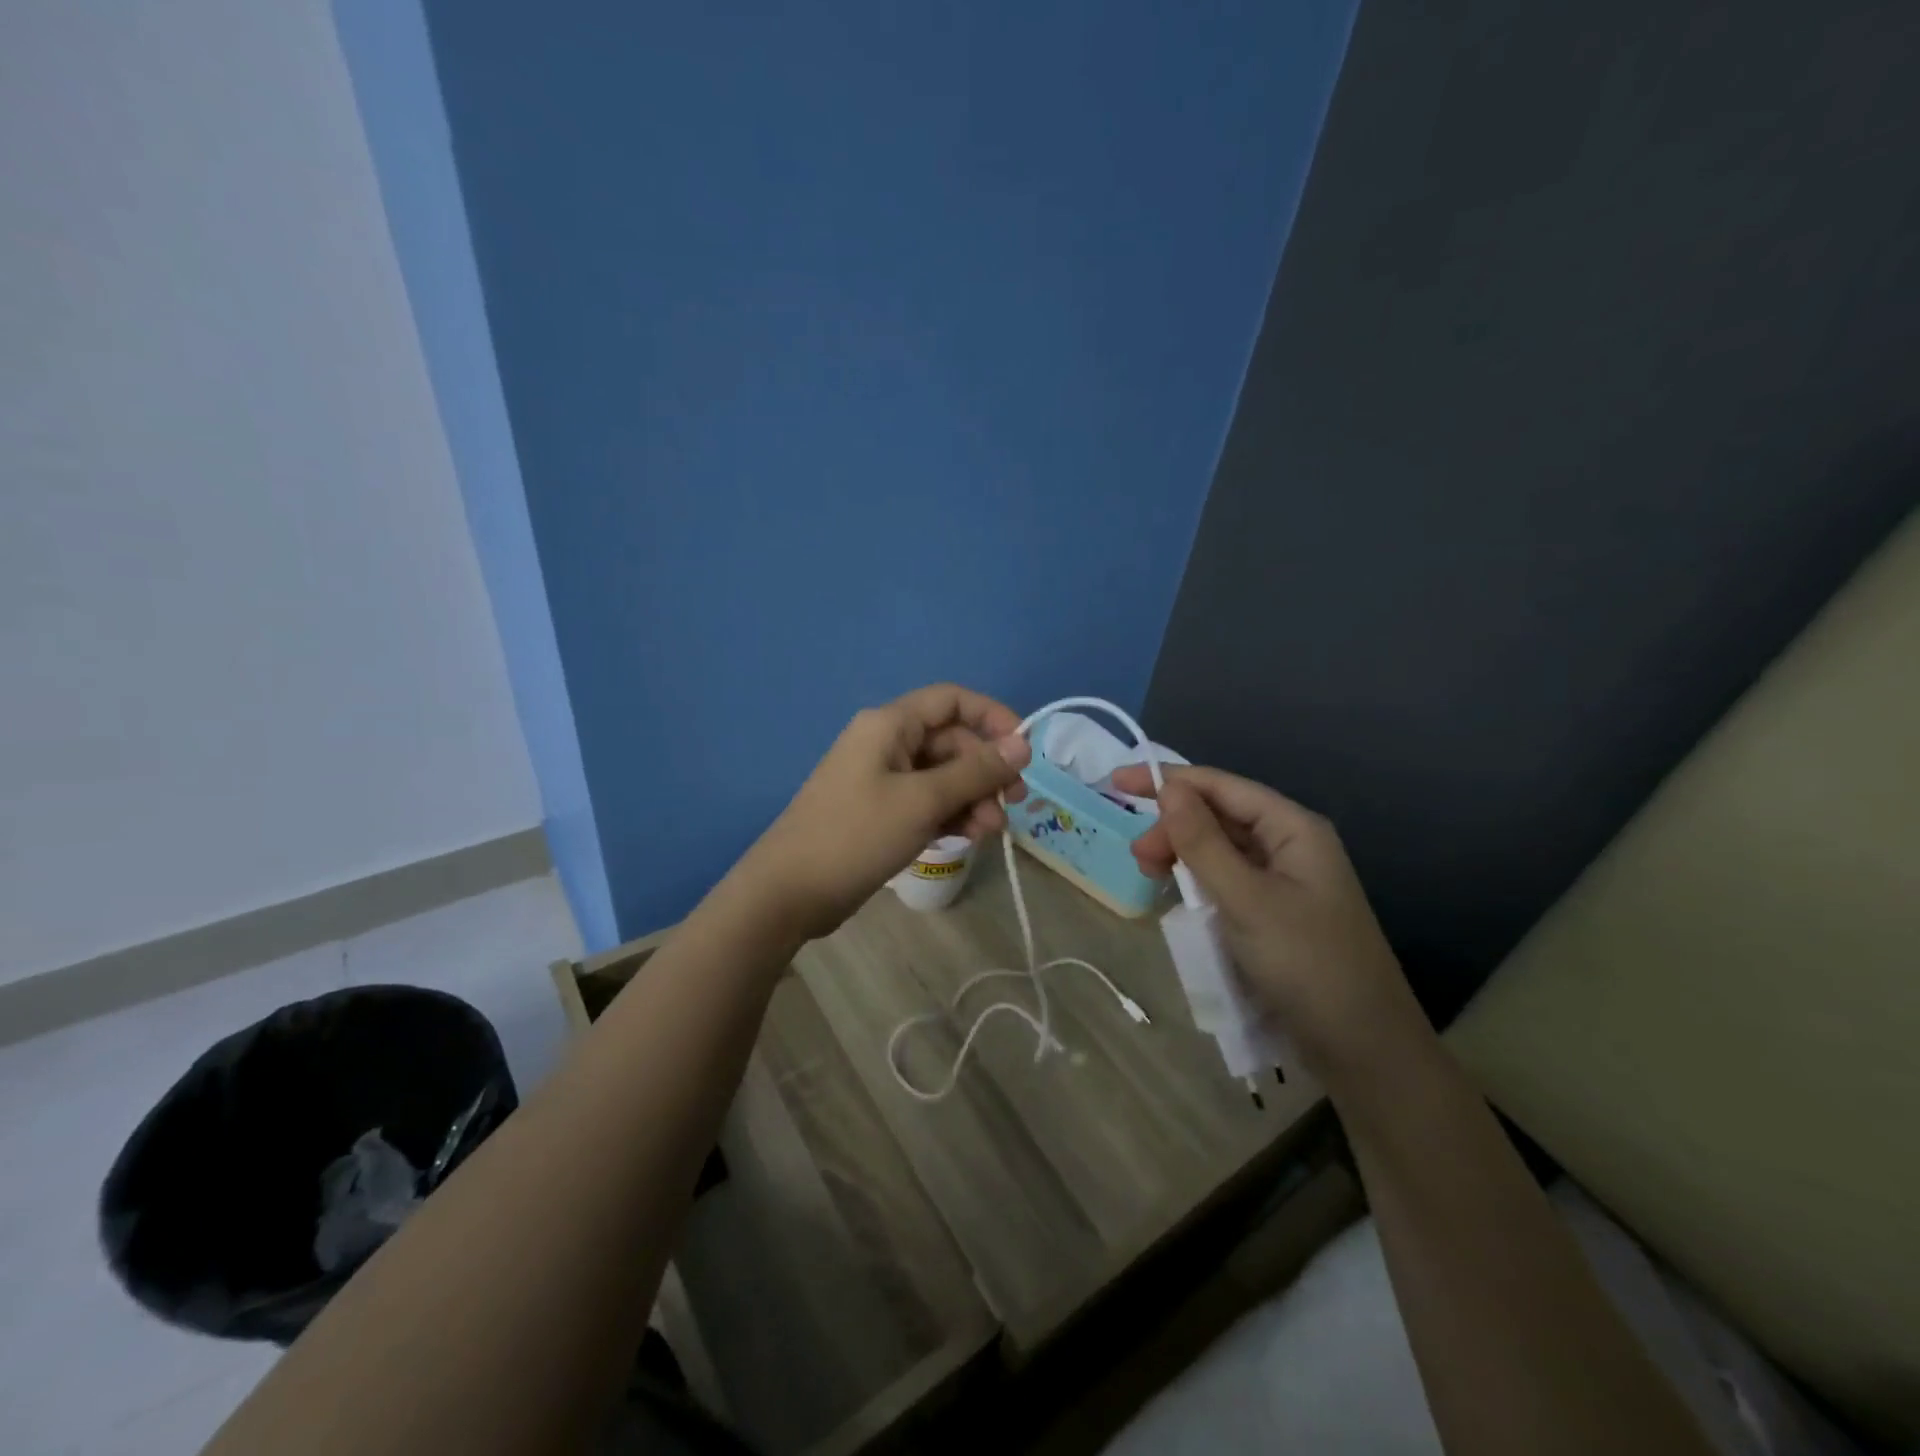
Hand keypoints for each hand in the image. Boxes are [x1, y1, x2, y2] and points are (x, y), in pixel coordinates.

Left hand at [739, 684, 1031, 940]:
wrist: (790, 891)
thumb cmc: (856, 834)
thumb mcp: (923, 801)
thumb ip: (975, 771)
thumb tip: (1023, 744)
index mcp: (889, 725)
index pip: (951, 700)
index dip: (992, 717)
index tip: (1023, 750)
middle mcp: (887, 743)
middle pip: (951, 741)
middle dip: (985, 771)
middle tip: (1013, 804)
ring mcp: (882, 779)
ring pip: (942, 776)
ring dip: (972, 798)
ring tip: (989, 831)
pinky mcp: (881, 812)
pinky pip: (926, 801)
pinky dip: (950, 814)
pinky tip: (967, 837)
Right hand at [1115, 763, 1423, 1074]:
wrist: (1364, 1050)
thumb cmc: (1308, 964)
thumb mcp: (1246, 900)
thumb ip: (1203, 842)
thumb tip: (1169, 789)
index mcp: (1293, 829)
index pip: (1221, 786)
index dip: (1168, 780)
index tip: (1117, 783)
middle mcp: (1290, 846)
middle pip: (1219, 816)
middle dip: (1174, 827)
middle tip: (1138, 858)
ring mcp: (1284, 882)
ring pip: (1220, 851)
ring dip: (1183, 856)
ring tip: (1151, 877)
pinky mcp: (1275, 914)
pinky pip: (1227, 882)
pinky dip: (1198, 883)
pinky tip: (1179, 898)